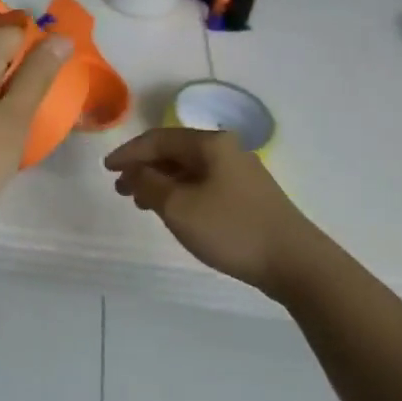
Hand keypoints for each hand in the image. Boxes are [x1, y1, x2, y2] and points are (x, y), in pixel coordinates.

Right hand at [104, 128, 331, 298]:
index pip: (159, 139)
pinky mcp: (248, 195)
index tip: (106, 169)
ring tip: (140, 202)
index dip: (130, 152)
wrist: (294, 261)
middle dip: (144, 167)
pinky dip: (181, 192)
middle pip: (175, 151)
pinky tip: (173, 211)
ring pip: (190, 170)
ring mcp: (240, 172)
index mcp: (210, 144)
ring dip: (161, 182)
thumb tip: (135, 170)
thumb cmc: (231, 229)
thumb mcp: (179, 207)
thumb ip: (149, 184)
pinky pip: (204, 184)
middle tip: (121, 188)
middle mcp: (226, 150)